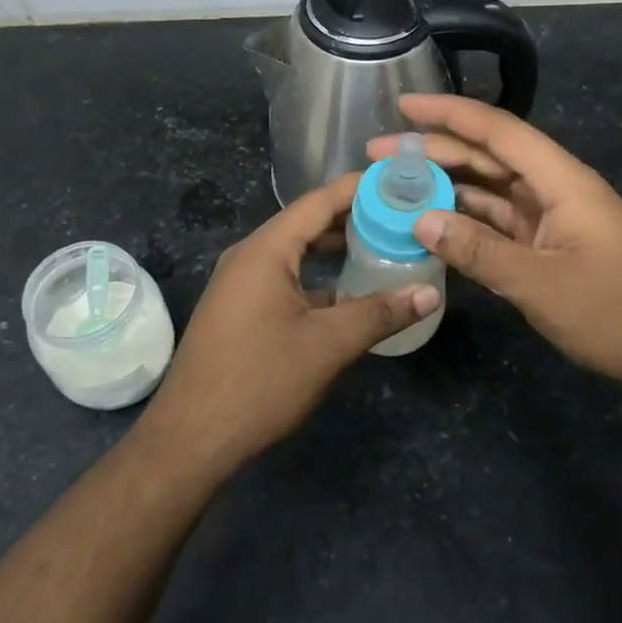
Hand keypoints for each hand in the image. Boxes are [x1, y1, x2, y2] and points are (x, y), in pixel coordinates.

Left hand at [134, 173, 440, 479]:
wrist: (190, 439)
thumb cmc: (259, 381)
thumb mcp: (328, 345)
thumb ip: (380, 313)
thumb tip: (431, 294)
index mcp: (266, 250)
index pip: (320, 201)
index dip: (361, 188)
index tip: (402, 183)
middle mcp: (250, 256)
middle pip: (308, 222)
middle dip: (355, 217)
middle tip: (404, 217)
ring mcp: (240, 283)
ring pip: (297, 252)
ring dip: (337, 248)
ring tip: (385, 247)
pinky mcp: (240, 309)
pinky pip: (285, 276)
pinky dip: (318, 276)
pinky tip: (349, 291)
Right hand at [368, 94, 621, 391]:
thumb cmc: (614, 313)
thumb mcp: (541, 285)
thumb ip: (479, 250)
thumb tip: (421, 219)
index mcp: (562, 181)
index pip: (499, 131)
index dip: (450, 113)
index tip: (403, 104)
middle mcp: (555, 187)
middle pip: (488, 155)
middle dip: (435, 149)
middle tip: (378, 154)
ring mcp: (552, 215)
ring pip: (490, 186)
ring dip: (446, 182)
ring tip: (395, 183)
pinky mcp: (548, 241)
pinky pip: (498, 218)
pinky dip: (465, 217)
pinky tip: (431, 219)